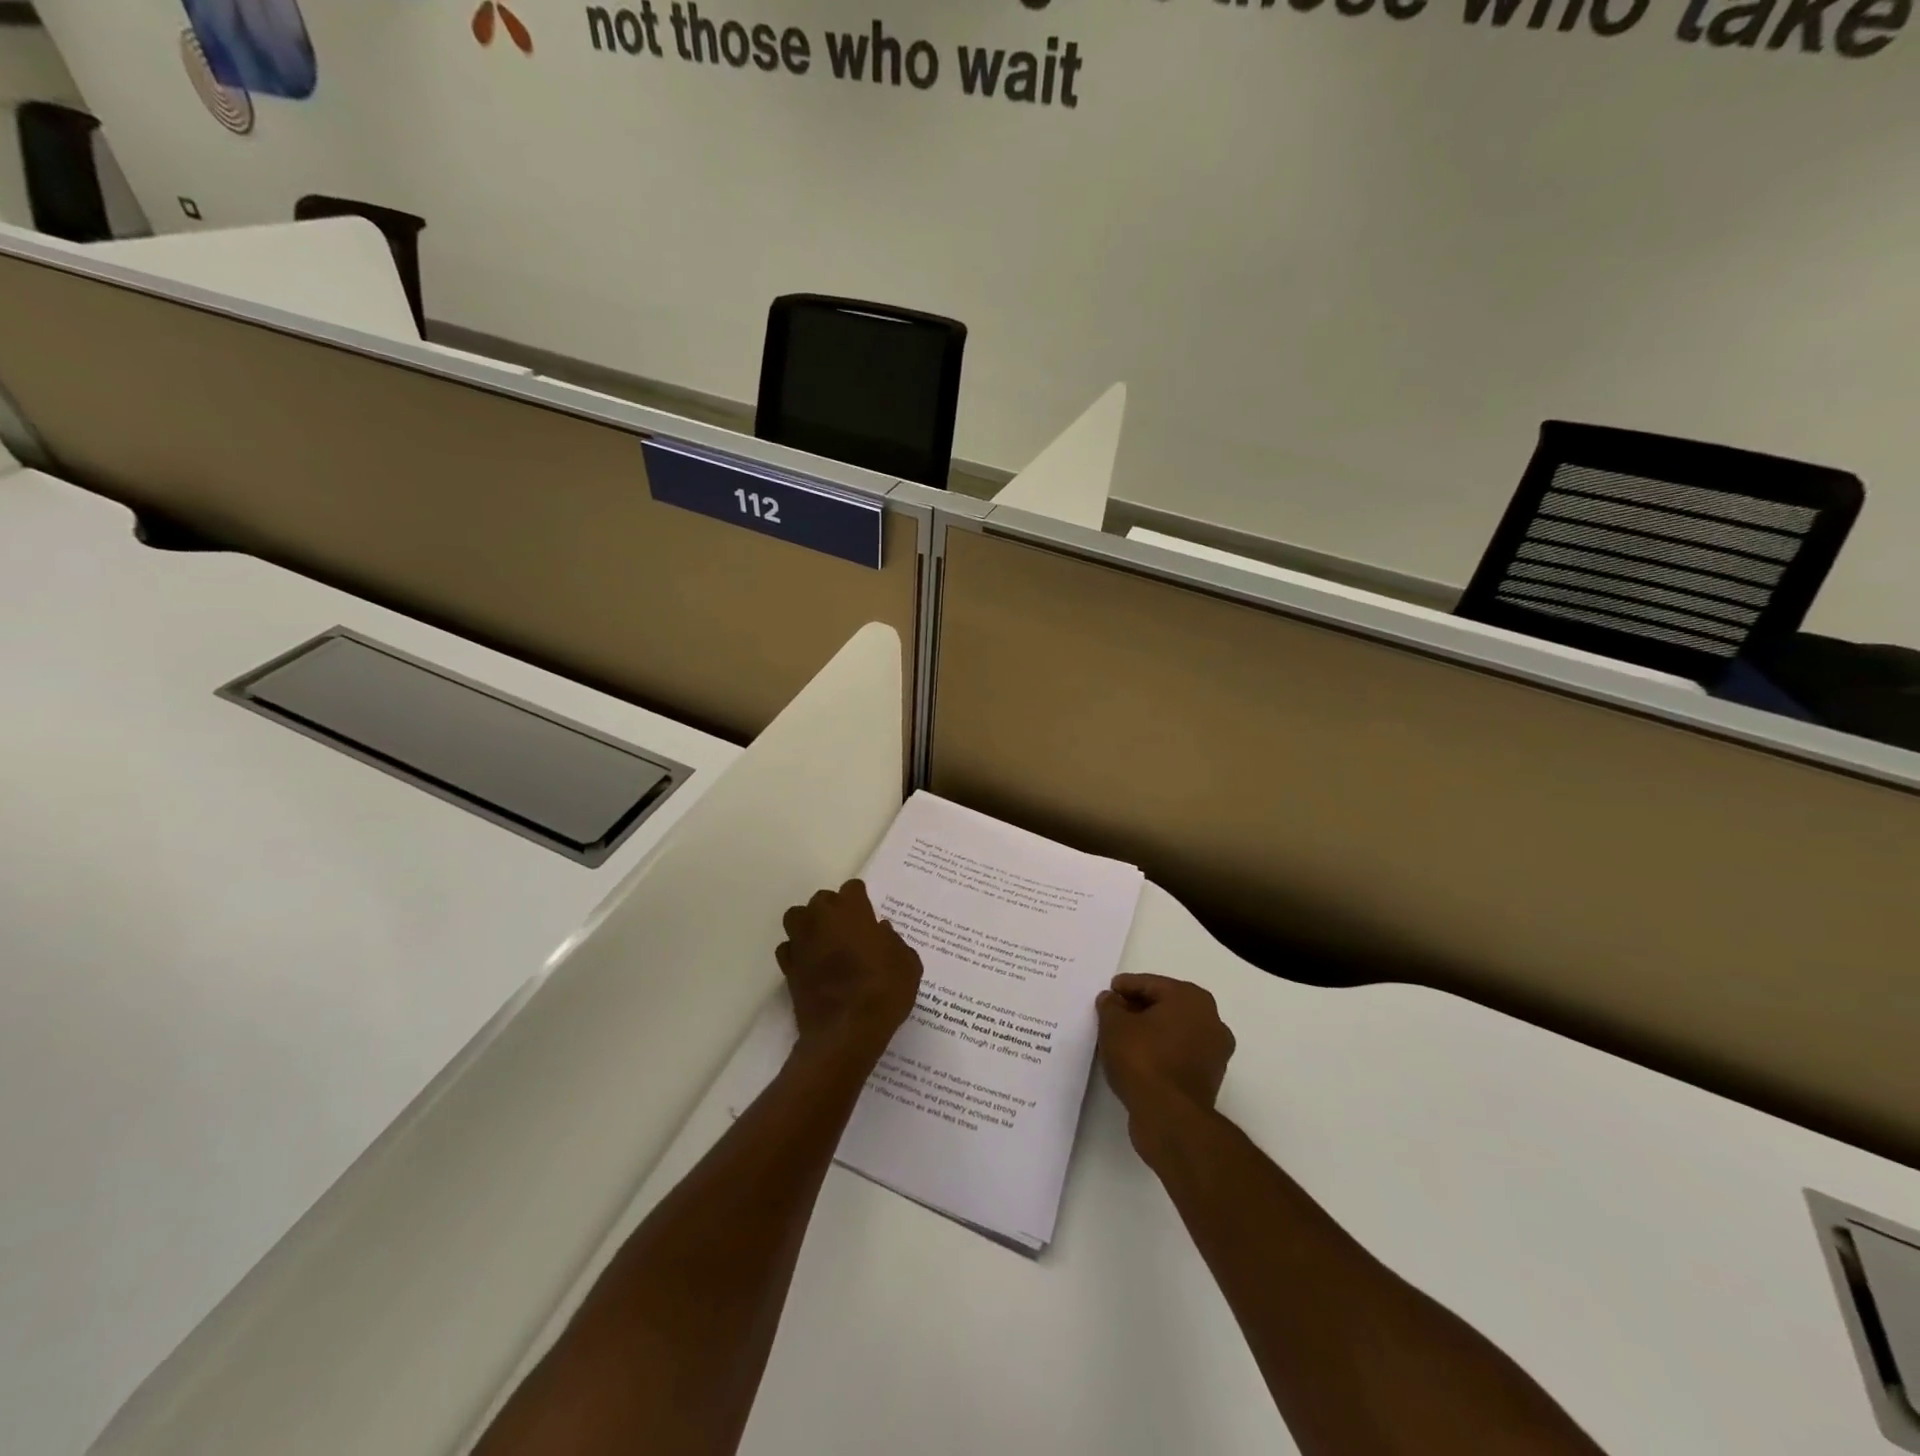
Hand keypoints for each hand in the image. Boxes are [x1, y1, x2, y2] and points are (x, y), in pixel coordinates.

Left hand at [777, 880, 923, 1065]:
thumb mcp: (907, 964)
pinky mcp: (788, 968)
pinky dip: (798, 952)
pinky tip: (811, 964)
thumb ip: (893, 941)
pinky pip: (788, 948)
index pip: (852, 888)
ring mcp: (801, 942)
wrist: (846, 1032)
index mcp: (852, 911)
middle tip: (849, 930)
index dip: (861, 900)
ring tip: (825, 942)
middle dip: (834, 909)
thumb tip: (880, 931)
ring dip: (809, 924)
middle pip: (822, 899)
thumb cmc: (883, 992)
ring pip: (797, 917)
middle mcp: (822, 919)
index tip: (869, 915)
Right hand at [1097, 974, 1235, 1149]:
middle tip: (1112, 1015)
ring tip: (1120, 1039)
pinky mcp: (1209, 1079)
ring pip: (1173, 1031)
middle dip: (1138, 1009)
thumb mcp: (1114, 1025)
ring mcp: (1214, 1052)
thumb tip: (1111, 1000)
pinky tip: (1136, 1060)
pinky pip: (1178, 1054)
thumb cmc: (1143, 1059)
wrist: (1170, 1117)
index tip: (1107, 993)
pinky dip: (1160, 1052)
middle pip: (1165, 1006)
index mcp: (1191, 998)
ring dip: (1150, 1032)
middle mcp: (1211, 1020)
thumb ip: (1110, 1006)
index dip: (1125, 987)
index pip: (1151, 984)